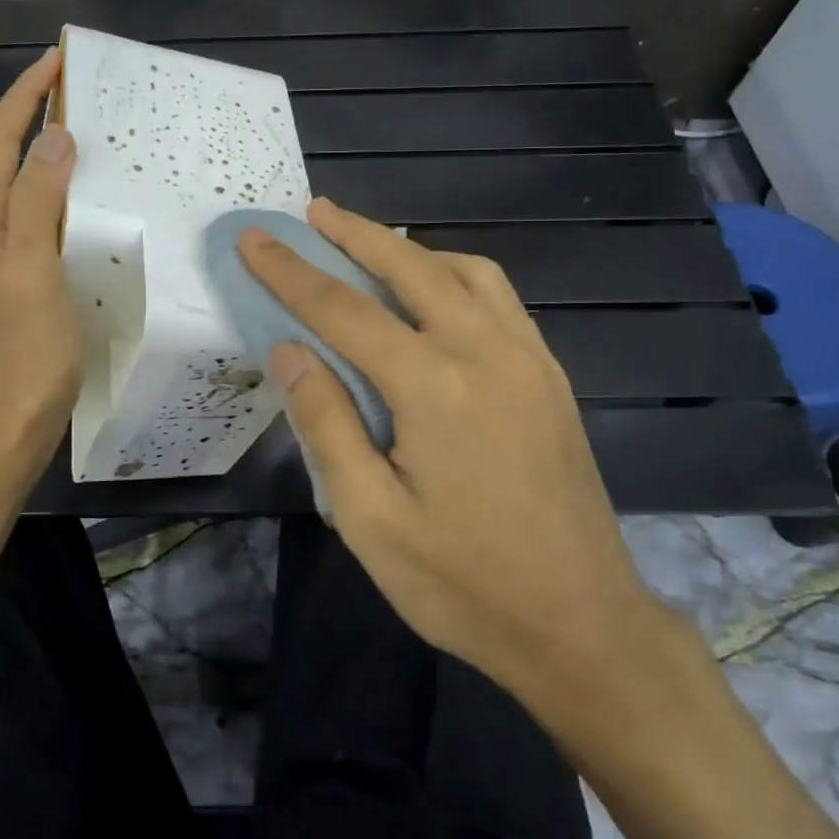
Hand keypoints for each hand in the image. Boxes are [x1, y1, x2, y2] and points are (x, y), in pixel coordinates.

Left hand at [0, 49, 82, 480]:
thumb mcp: (32, 270)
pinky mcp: (20, 286)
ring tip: (94, 140)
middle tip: (84, 97)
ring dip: (51, 160)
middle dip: (37, 120)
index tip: (57, 61)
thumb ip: (37, 202)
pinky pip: (40, 226)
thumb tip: (53, 138)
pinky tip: (91, 207)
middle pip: (5, 162)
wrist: (8, 430)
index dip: (24, 98)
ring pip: (23, 193)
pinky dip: (62, 201)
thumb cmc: (24, 353)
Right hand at [236, 199, 669, 722]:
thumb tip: (288, 351)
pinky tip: (434, 292)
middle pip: (410, 267)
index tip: (254, 238)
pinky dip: (454, 273)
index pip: (344, 309)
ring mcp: (528, 358)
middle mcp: (486, 351)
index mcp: (435, 386)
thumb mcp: (370, 519)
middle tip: (313, 211)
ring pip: (465, 270)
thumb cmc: (465, 584)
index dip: (291, 272)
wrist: (585, 628)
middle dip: (355, 233)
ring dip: (409, 249)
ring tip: (368, 247)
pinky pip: (498, 297)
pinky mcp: (550, 376)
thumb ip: (326, 424)